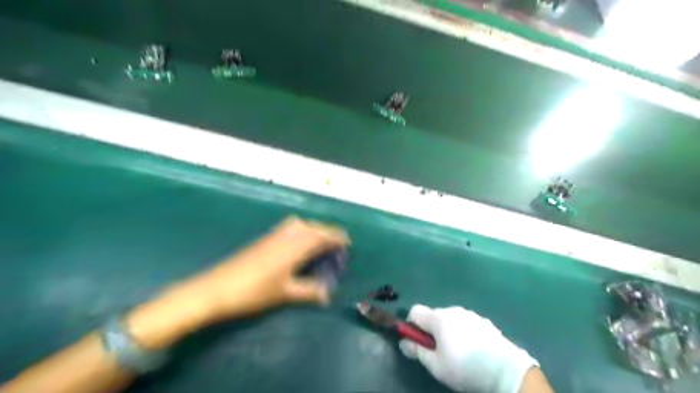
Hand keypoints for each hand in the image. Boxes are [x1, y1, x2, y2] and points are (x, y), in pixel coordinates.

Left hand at [189, 216, 349, 320]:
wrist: (216, 288)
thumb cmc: (254, 291)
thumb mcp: (285, 293)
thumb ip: (309, 291)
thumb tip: (327, 294)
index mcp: (295, 246)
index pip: (322, 235)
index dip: (336, 237)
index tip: (347, 243)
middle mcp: (287, 235)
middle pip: (313, 227)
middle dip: (327, 232)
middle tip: (336, 244)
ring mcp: (274, 235)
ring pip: (301, 225)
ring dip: (314, 229)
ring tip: (320, 242)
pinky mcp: (265, 239)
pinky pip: (290, 228)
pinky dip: (302, 231)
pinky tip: (298, 244)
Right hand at [396, 305, 536, 392]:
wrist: (505, 371)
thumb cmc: (465, 368)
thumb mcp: (436, 366)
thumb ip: (417, 351)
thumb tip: (403, 342)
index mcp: (438, 318)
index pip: (415, 311)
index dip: (411, 325)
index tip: (418, 342)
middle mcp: (452, 310)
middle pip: (433, 315)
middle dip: (431, 330)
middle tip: (439, 352)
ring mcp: (470, 314)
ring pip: (451, 319)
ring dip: (448, 331)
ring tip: (459, 353)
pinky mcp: (484, 321)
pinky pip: (466, 323)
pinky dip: (464, 332)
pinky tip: (474, 350)